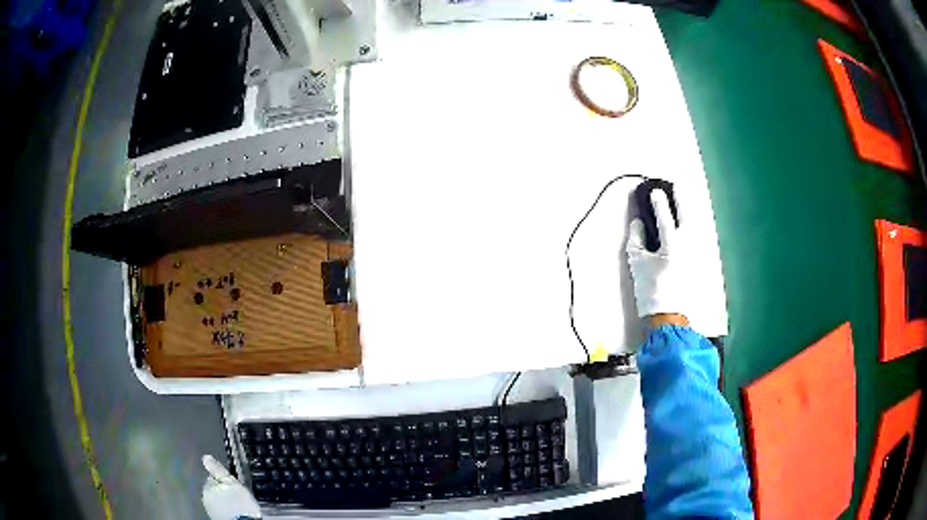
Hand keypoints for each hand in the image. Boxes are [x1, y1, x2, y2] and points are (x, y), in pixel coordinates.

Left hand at [201, 455, 261, 519]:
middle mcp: (204, 497)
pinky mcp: (216, 518)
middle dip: (222, 490)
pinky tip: (235, 511)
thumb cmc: (239, 503)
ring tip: (236, 503)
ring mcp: (210, 509)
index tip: (233, 483)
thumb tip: (205, 457)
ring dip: (224, 500)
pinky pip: (220, 509)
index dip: (223, 479)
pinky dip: (226, 509)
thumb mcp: (231, 482)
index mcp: (207, 486)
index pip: (212, 477)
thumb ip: (217, 470)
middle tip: (235, 494)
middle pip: (213, 489)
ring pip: (216, 499)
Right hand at [626, 190, 688, 319]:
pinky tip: (687, 224)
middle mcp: (688, 245)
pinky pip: (695, 236)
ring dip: (688, 211)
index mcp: (672, 244)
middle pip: (687, 215)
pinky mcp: (697, 261)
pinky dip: (690, 226)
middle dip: (681, 199)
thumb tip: (638, 222)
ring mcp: (695, 252)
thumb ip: (636, 238)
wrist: (667, 315)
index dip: (659, 202)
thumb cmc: (650, 289)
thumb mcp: (637, 262)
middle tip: (676, 185)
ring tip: (682, 201)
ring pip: (694, 225)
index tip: (654, 190)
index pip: (665, 216)